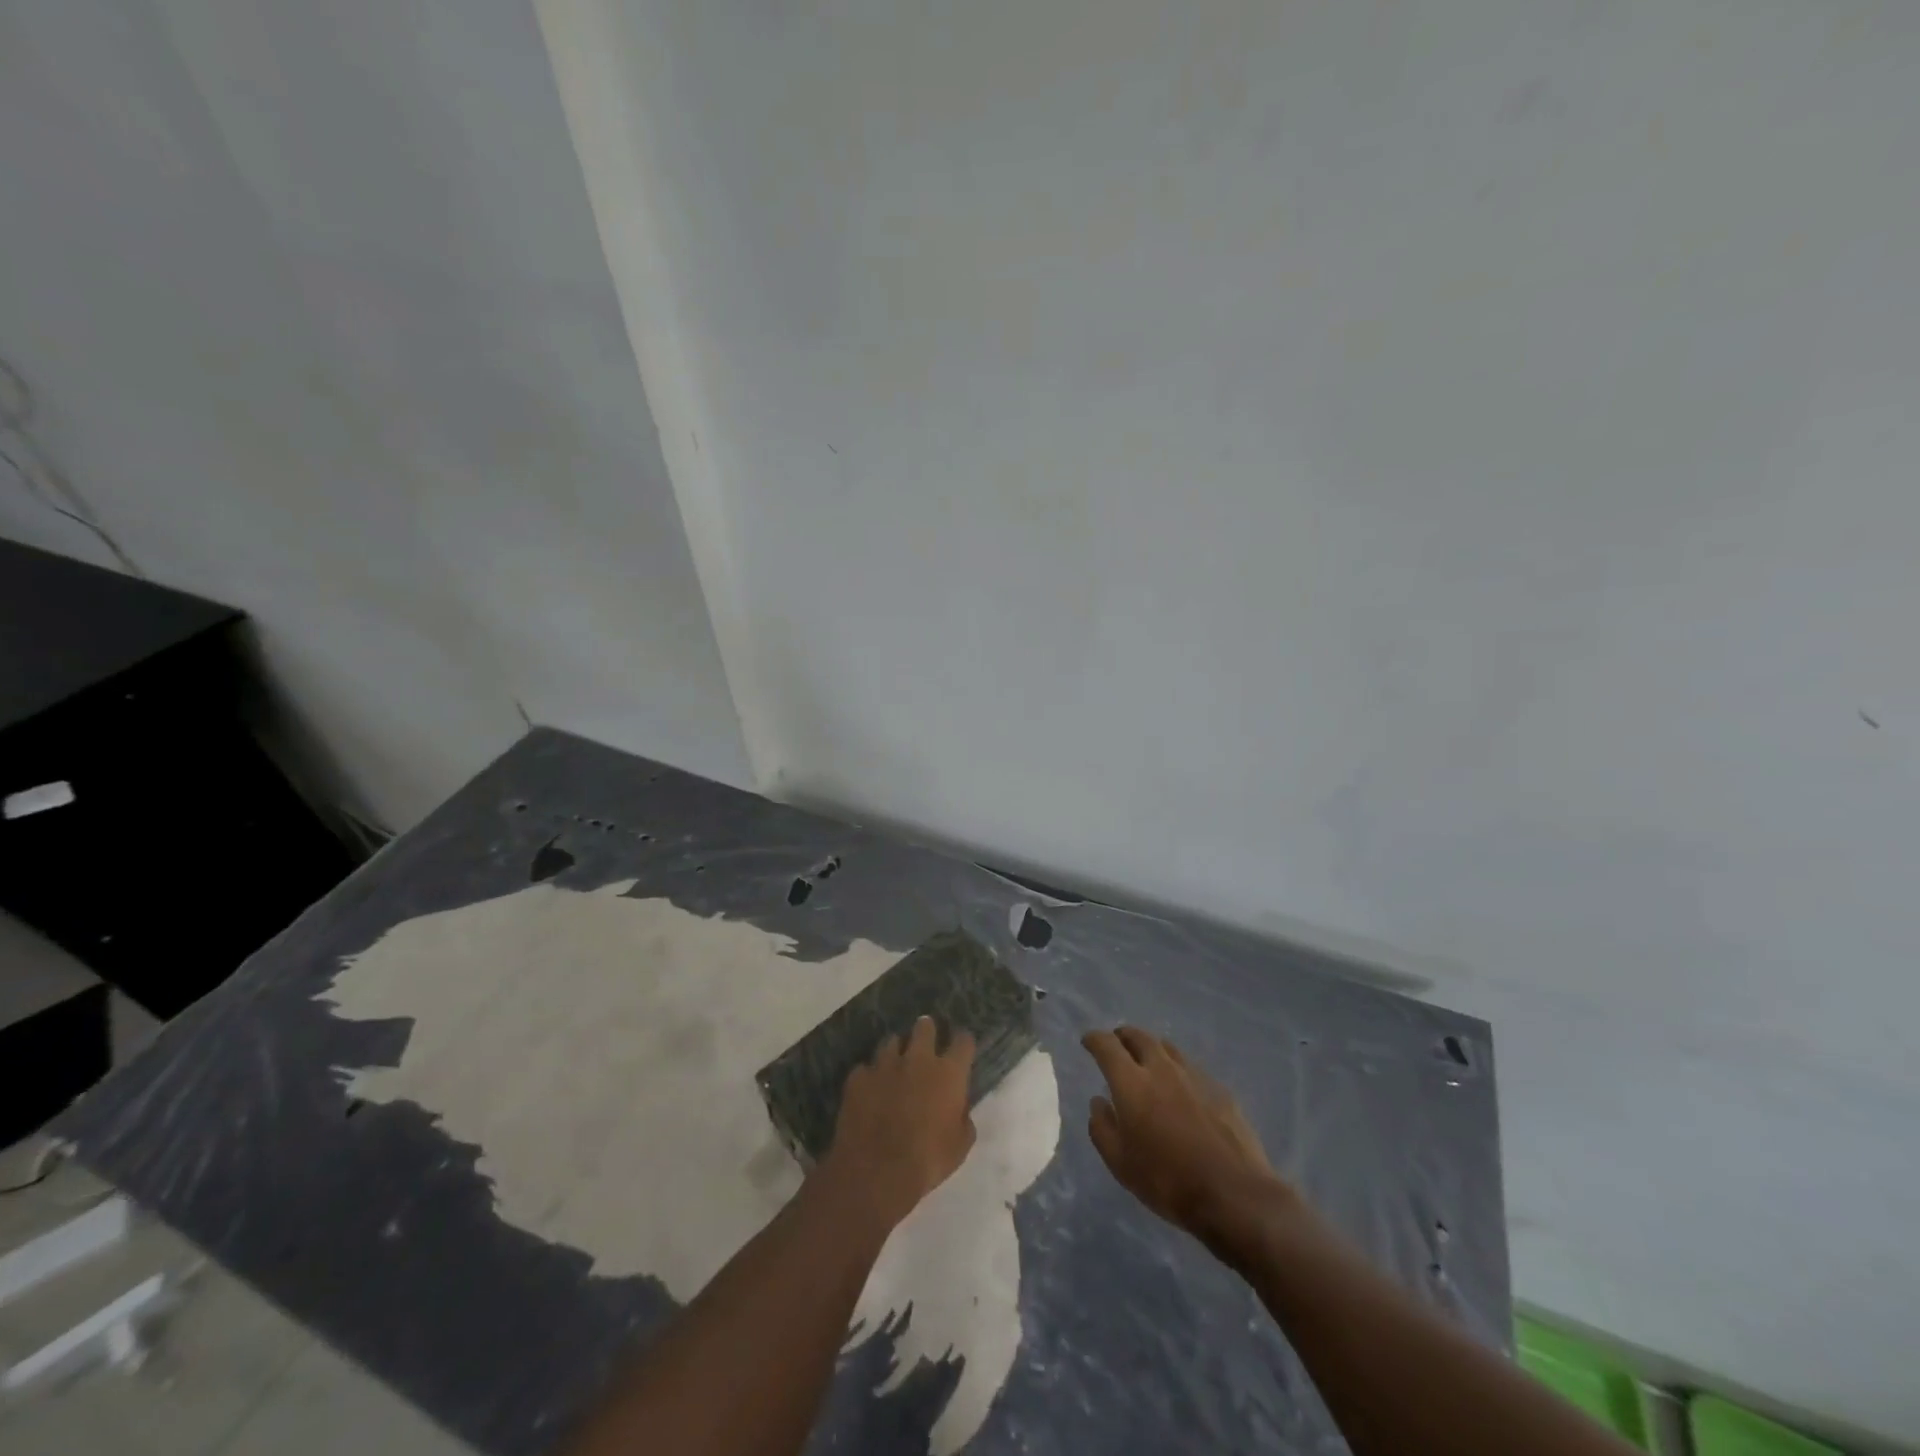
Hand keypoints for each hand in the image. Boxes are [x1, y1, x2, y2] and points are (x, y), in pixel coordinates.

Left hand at [822, 1017, 976, 1229]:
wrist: (877, 1171)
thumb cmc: (927, 1160)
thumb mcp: (960, 1146)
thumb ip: (963, 1119)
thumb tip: (959, 1109)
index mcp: (948, 1073)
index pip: (963, 1041)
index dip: (963, 1043)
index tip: (961, 1048)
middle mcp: (918, 1059)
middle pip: (924, 1027)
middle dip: (926, 1030)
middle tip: (925, 1042)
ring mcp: (885, 1064)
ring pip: (891, 1042)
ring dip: (896, 1052)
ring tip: (894, 1066)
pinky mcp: (858, 1077)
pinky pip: (865, 1069)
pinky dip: (869, 1077)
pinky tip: (869, 1091)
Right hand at [1083, 1026, 1291, 1246]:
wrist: (1234, 1194)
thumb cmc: (1168, 1181)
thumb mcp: (1121, 1164)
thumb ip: (1102, 1129)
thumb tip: (1098, 1102)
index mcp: (1132, 1083)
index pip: (1107, 1046)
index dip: (1094, 1039)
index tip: (1088, 1041)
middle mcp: (1162, 1069)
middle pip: (1139, 1037)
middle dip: (1123, 1036)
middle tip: (1117, 1043)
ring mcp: (1194, 1076)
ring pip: (1167, 1048)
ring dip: (1151, 1048)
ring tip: (1147, 1059)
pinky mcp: (1220, 1090)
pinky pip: (1191, 1068)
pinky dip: (1177, 1069)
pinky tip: (1181, 1088)